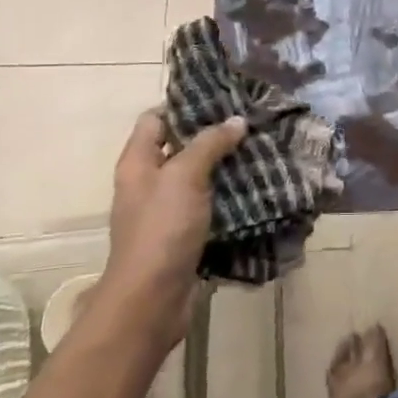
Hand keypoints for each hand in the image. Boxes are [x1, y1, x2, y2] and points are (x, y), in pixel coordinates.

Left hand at [98, 108, 247, 338]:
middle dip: (212, 136)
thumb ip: (209, 144)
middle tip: (250, 124)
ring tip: (260, 152)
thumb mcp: (185, 176)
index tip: (222, 99)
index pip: (155, 119)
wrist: (151, 299)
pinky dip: (226, 197)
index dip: (183, 106)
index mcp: (137, 163)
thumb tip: (236, 121)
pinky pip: (206, 207)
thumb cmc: (161, 229)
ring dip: (223, 167)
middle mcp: (147, 183)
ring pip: (196, 178)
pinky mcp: (182, 236)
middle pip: (178, 147)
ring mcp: (164, 212)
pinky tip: (255, 190)